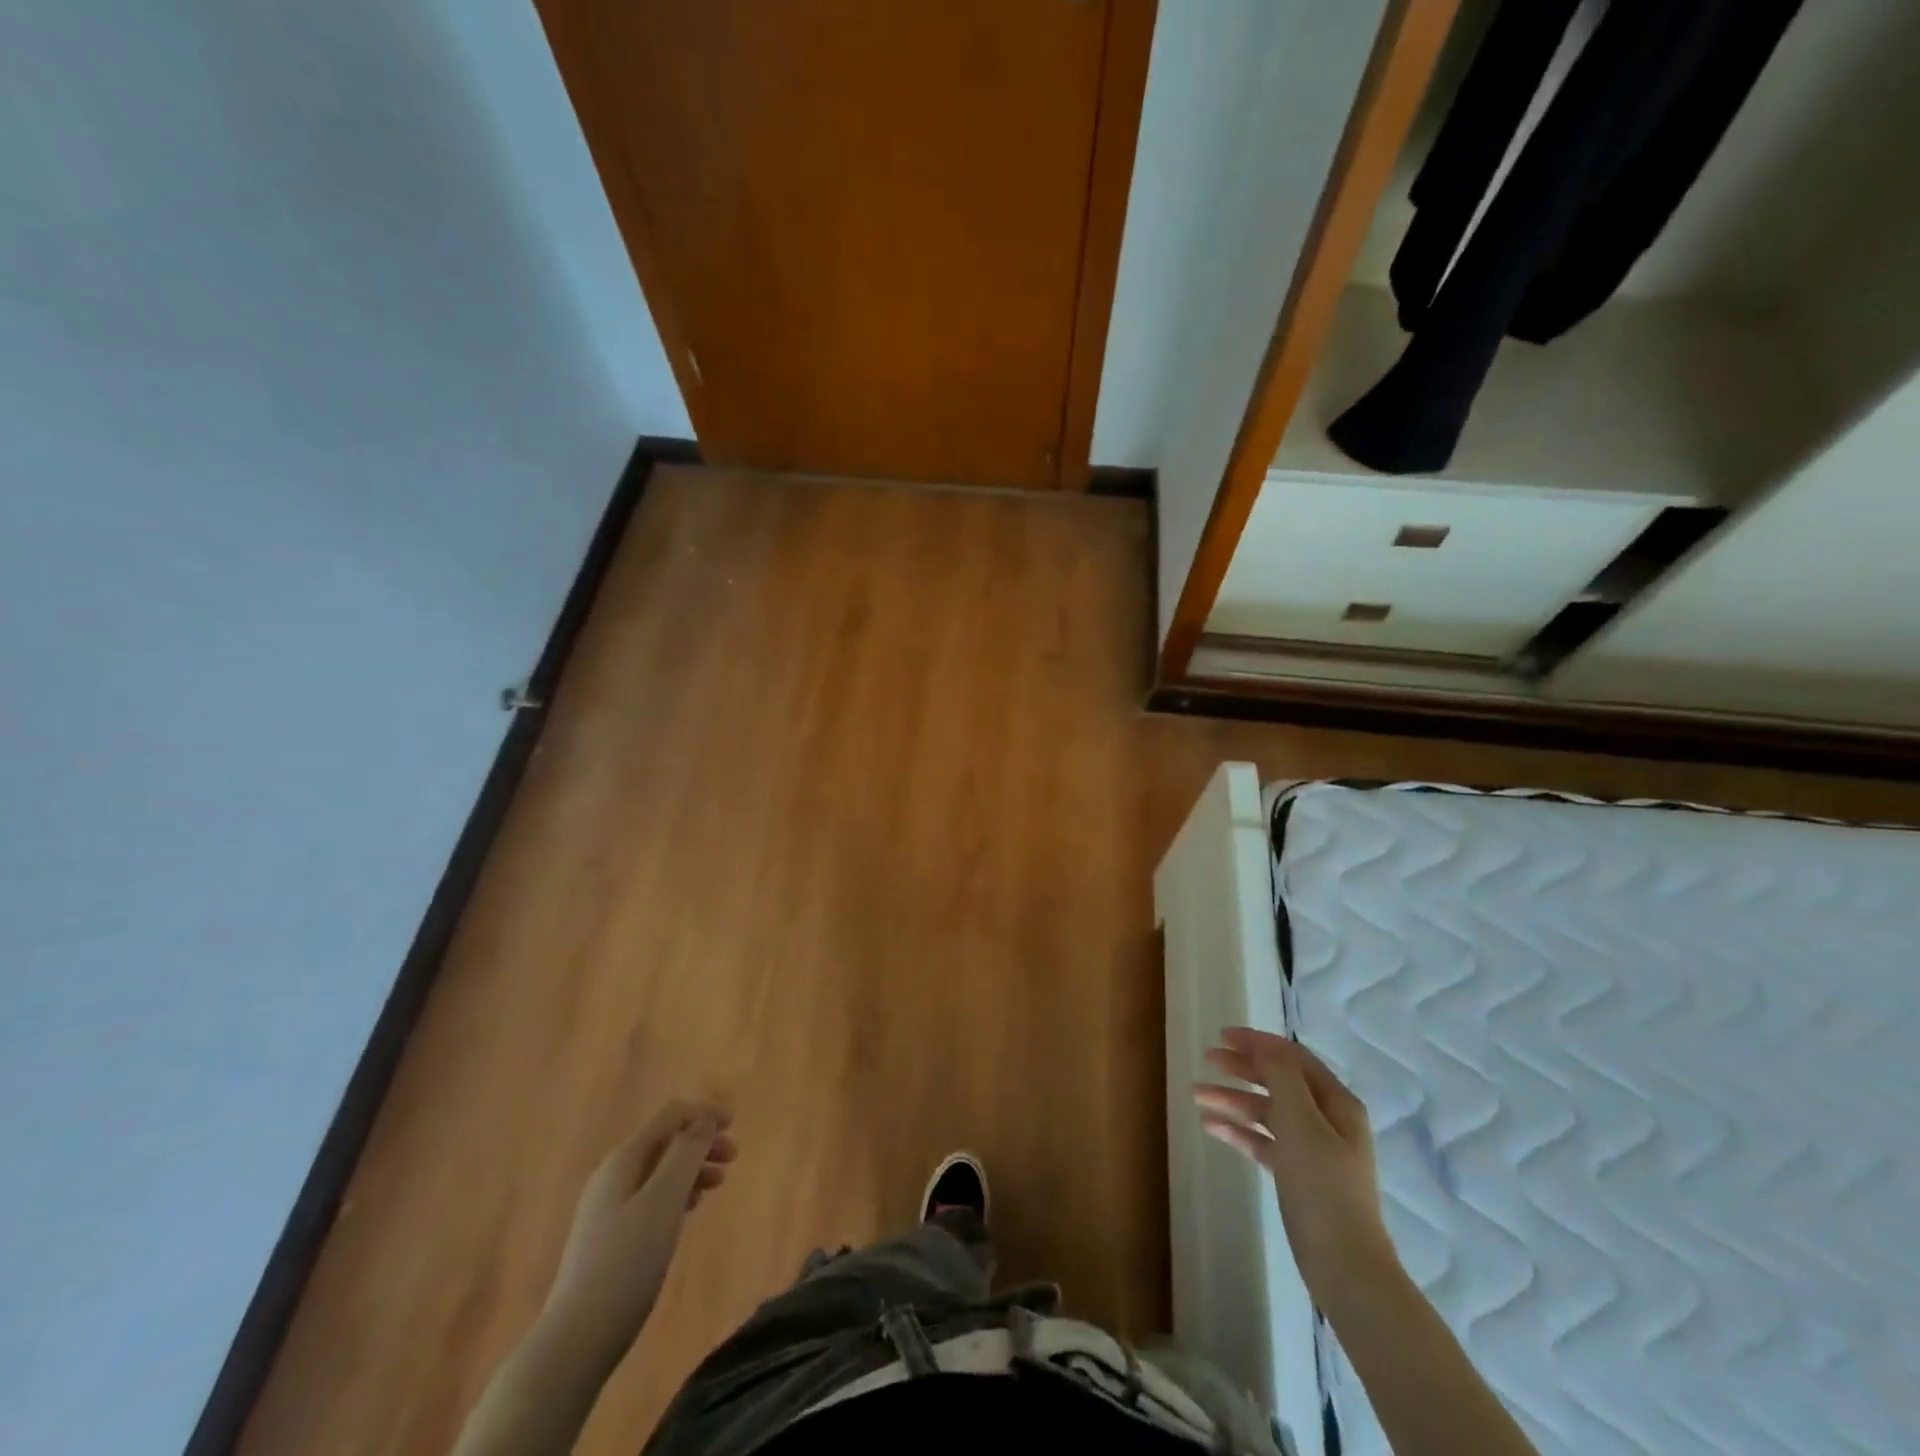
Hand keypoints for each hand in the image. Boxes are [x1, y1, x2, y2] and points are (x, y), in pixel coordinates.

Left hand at [541, 1101, 736, 1358]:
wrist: (576, 1339)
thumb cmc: (627, 1263)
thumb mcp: (664, 1201)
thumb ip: (686, 1154)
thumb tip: (704, 1119)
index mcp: (624, 1159)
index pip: (670, 1116)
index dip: (703, 1113)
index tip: (735, 1125)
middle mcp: (613, 1174)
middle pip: (665, 1140)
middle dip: (701, 1142)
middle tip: (733, 1158)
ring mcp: (607, 1206)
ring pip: (659, 1169)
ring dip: (692, 1167)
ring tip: (718, 1184)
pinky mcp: (608, 1235)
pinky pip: (651, 1195)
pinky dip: (677, 1192)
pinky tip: (689, 1209)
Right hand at [1193, 1027, 1397, 1298]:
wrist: (1344, 1266)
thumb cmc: (1323, 1186)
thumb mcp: (1300, 1122)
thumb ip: (1281, 1077)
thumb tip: (1264, 1046)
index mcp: (1336, 1102)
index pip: (1293, 1058)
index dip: (1258, 1043)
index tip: (1222, 1036)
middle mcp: (1327, 1120)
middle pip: (1278, 1081)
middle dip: (1242, 1068)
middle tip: (1207, 1060)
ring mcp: (1313, 1149)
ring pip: (1267, 1111)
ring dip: (1234, 1099)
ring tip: (1197, 1095)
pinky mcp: (1298, 1175)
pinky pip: (1264, 1141)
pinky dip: (1239, 1131)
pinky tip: (1211, 1127)